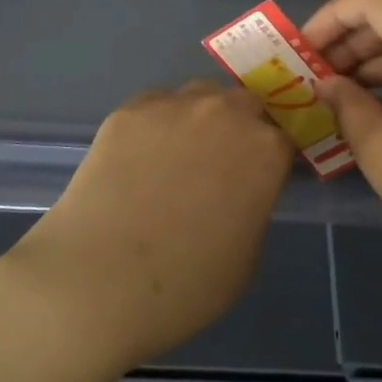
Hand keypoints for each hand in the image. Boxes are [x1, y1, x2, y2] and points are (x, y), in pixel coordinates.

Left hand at [2, 82, 291, 370]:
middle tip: (219, 166)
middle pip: (243, 105)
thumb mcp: (246, 258)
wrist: (99, 280)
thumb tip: (240, 193)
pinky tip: (138, 158)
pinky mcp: (128, 111)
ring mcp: (172, 106)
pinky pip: (154, 106)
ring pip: (198, 96)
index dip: (272, 160)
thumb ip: (253, 208)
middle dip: (240, 128)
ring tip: (176, 157)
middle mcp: (224, 113)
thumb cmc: (185, 285)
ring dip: (199, 118)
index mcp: (264, 150)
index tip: (261, 178)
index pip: (283, 139)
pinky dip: (156, 124)